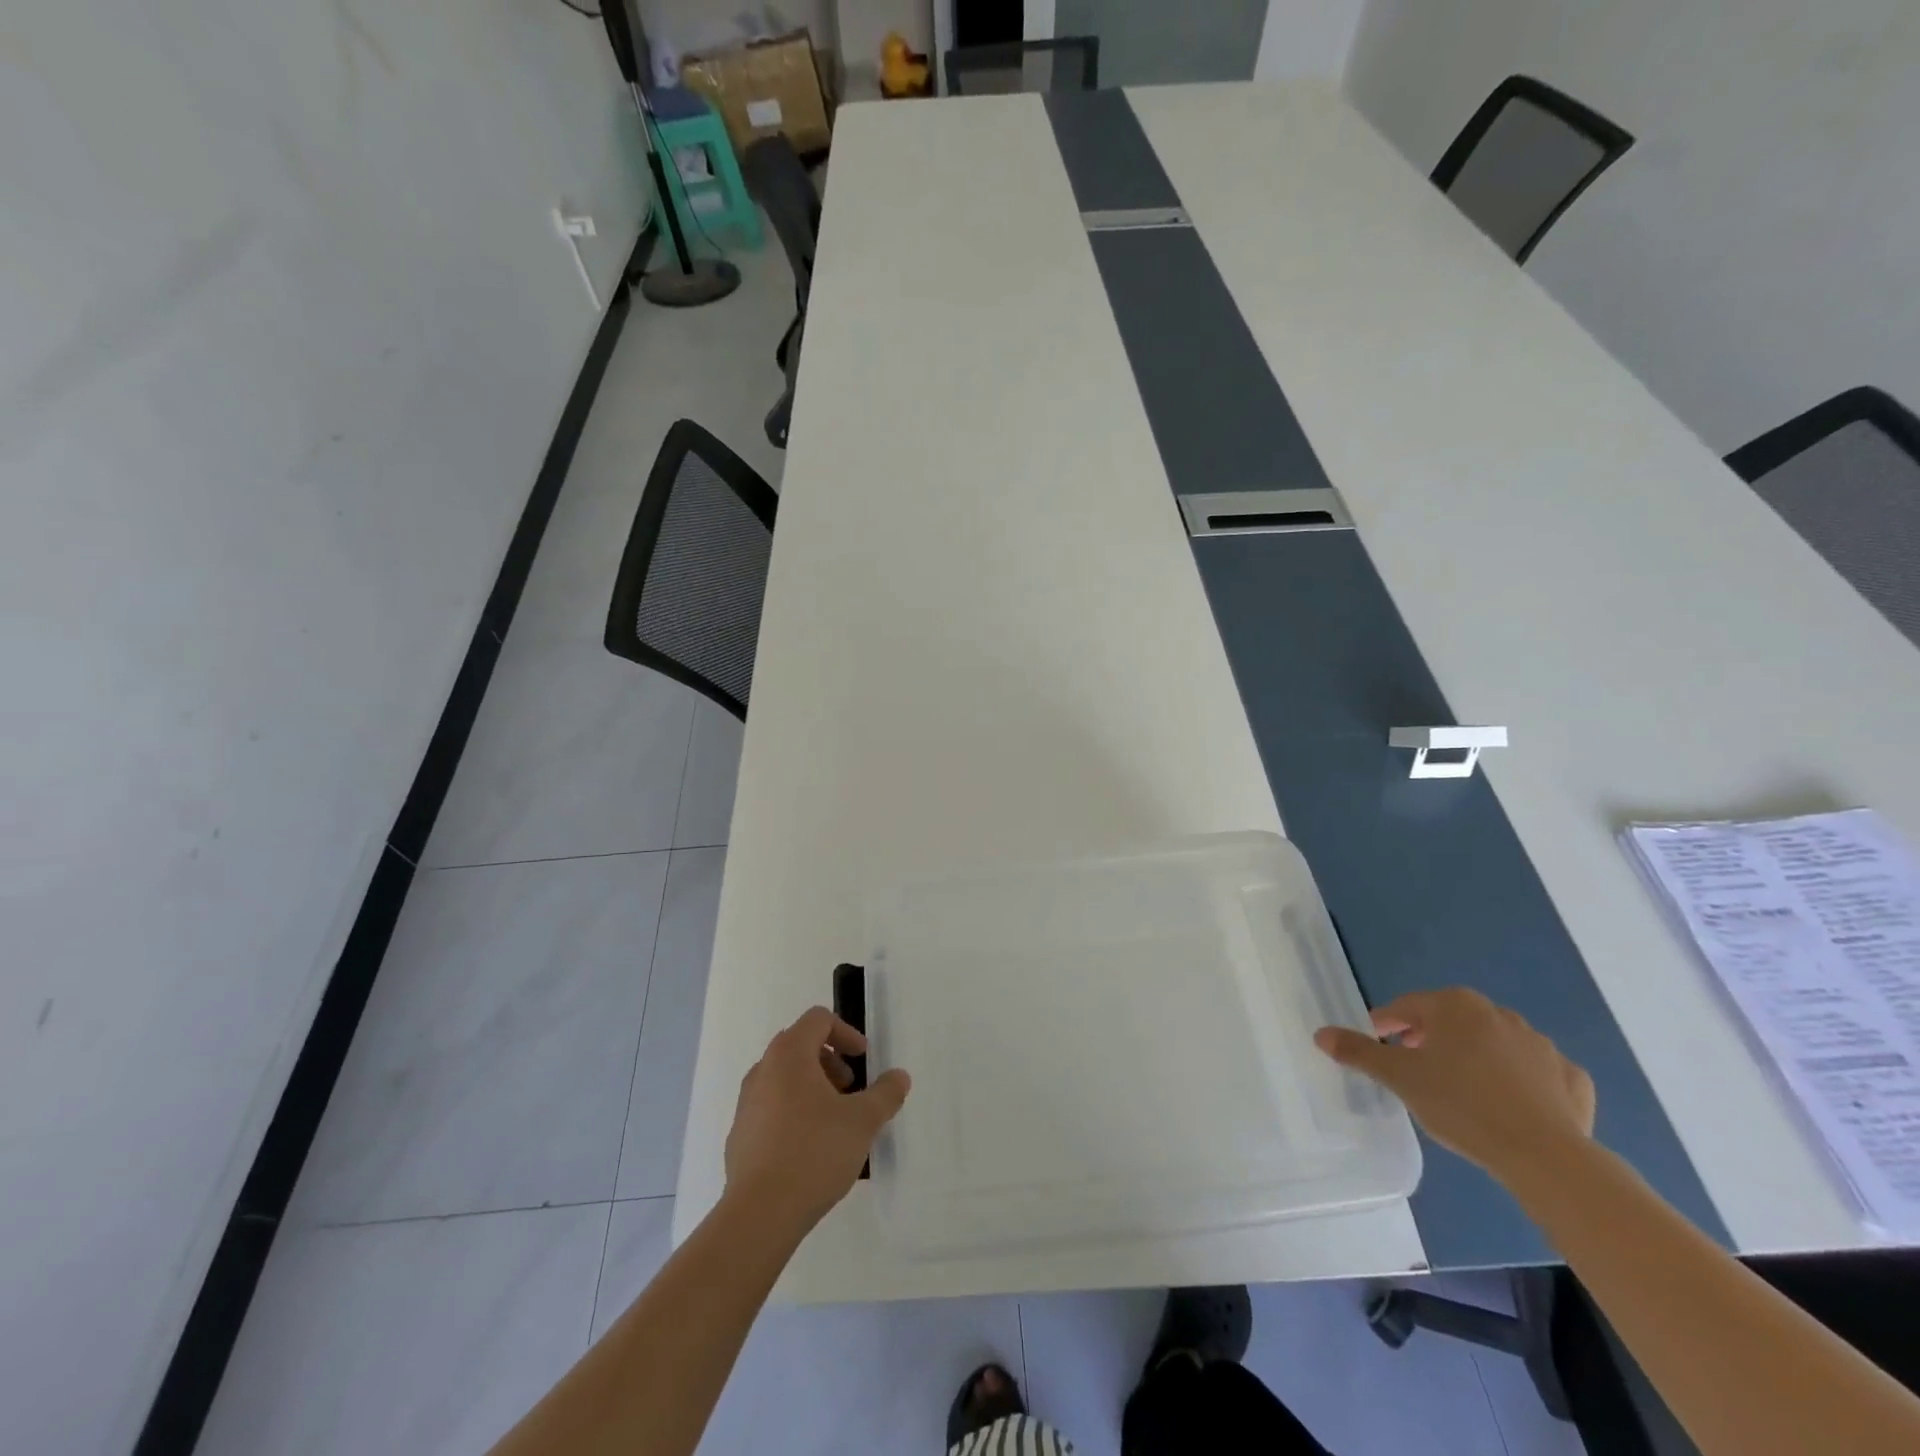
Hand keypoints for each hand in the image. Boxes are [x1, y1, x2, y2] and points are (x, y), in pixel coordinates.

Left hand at [722, 1006, 910, 1236]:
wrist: (760, 1214)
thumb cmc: (814, 1153)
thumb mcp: (863, 1121)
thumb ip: (886, 1093)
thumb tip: (900, 1077)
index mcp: (789, 1055)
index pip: (817, 1020)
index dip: (846, 1033)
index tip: (863, 1059)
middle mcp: (762, 1070)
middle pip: (798, 1045)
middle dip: (830, 1061)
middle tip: (851, 1089)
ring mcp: (746, 1104)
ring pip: (783, 1078)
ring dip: (811, 1086)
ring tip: (833, 1120)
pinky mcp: (739, 1136)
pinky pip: (770, 1108)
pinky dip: (792, 1112)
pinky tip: (809, 1148)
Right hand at [1314, 989, 1594, 1183]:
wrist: (1545, 1155)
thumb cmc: (1461, 1104)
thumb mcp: (1400, 1078)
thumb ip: (1359, 1052)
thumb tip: (1320, 1033)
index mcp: (1454, 1006)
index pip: (1407, 1008)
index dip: (1386, 1025)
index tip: (1376, 1046)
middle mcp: (1498, 1014)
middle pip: (1451, 1021)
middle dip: (1429, 1039)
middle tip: (1414, 1068)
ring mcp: (1541, 1044)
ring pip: (1494, 1045)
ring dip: (1475, 1058)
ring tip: (1461, 1090)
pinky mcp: (1572, 1079)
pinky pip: (1536, 1072)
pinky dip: (1521, 1081)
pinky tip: (1513, 1104)